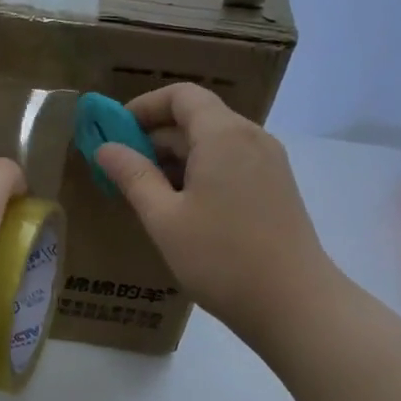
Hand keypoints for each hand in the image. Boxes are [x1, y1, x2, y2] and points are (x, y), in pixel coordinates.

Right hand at [95, 83, 335, 343]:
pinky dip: (200, 172)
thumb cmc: (221, 258)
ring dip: (176, 157)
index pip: (181, 96)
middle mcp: (251, 138)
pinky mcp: (276, 188)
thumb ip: (133, 176)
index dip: (144, 106)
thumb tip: (105, 147)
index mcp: (223, 135)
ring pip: (214, 143)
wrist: (295, 305)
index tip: (114, 131)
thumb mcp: (164, 218)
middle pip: (197, 118)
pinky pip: (231, 164)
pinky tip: (181, 209)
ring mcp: (269, 163)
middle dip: (155, 136)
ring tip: (145, 192)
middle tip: (120, 169)